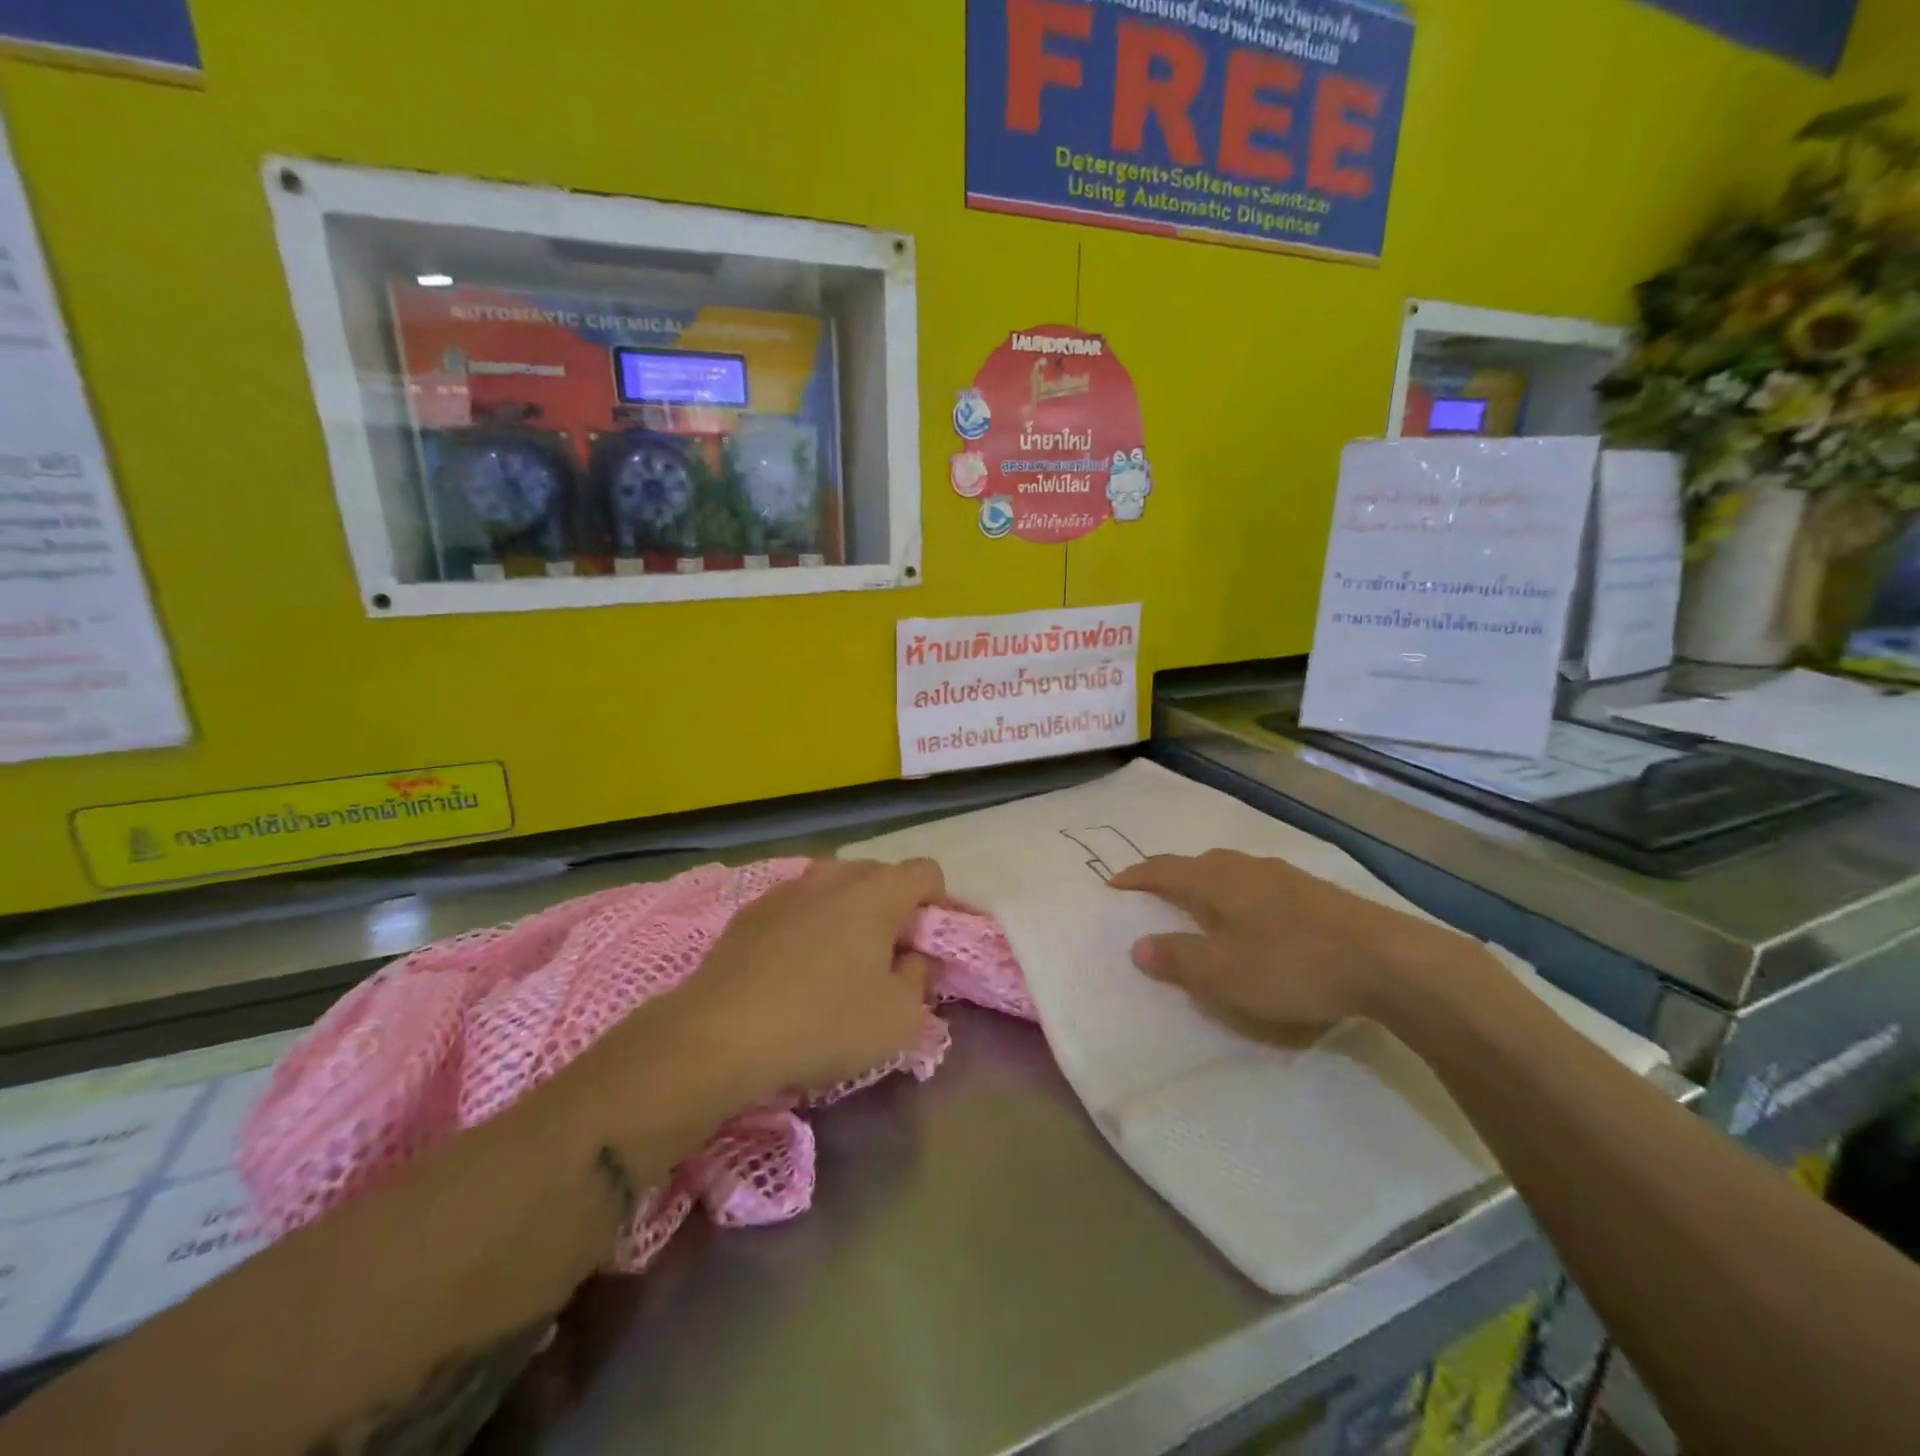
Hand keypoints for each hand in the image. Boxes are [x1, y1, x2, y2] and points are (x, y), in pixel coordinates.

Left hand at [664, 858, 948, 1097]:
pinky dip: (812, 924)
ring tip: (844, 960)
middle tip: (892, 956)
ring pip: (836, 887)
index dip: (941, 904)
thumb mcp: (898, 1018)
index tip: (933, 945)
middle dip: (896, 908)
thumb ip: (921, 978)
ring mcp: (788, 889)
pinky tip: (797, 967)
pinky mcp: (752, 910)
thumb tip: (917, 957)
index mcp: (876, 892)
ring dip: (852, 913)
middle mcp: (833, 876)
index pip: (926, 872)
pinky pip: (800, 905)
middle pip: (881, 875)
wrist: (718, 1035)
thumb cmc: (823, 1024)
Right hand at [1111, 850, 1479, 1033]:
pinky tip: (1255, 920)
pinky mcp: (1314, 892)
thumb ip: (1177, 958)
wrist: (1387, 961)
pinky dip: (1240, 898)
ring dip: (1208, 887)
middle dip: (1171, 878)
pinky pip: (1259, 886)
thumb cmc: (1290, 965)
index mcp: (1214, 881)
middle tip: (1154, 897)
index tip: (1113, 884)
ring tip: (1201, 909)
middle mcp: (1244, 867)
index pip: (1162, 869)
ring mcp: (1283, 876)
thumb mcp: (1223, 973)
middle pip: (1196, 865)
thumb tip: (1138, 946)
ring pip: (1231, 873)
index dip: (1135, 877)